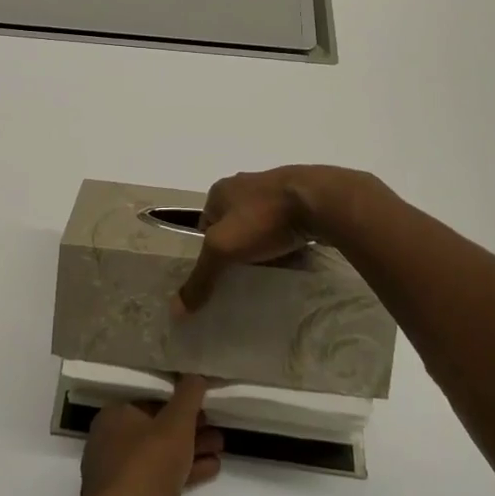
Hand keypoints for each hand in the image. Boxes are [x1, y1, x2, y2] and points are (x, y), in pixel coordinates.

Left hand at [80, 376, 222, 495]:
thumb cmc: (147, 464)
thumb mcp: (175, 422)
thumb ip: (188, 396)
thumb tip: (197, 373)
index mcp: (113, 418)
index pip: (148, 401)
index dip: (177, 401)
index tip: (202, 403)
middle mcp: (111, 445)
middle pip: (156, 430)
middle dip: (189, 428)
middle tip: (217, 425)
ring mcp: (121, 479)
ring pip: (162, 458)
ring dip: (191, 451)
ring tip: (221, 446)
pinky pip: (163, 483)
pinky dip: (186, 474)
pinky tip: (212, 469)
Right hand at [173, 166, 351, 314]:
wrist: (319, 200)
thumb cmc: (263, 218)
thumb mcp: (223, 249)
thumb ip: (201, 278)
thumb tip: (175, 310)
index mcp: (220, 191)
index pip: (204, 224)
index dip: (208, 250)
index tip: (217, 276)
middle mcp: (244, 185)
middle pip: (231, 224)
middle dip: (236, 248)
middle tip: (240, 277)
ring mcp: (273, 190)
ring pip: (258, 224)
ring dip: (260, 244)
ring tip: (265, 272)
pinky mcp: (299, 200)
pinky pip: (283, 225)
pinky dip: (283, 241)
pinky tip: (289, 259)